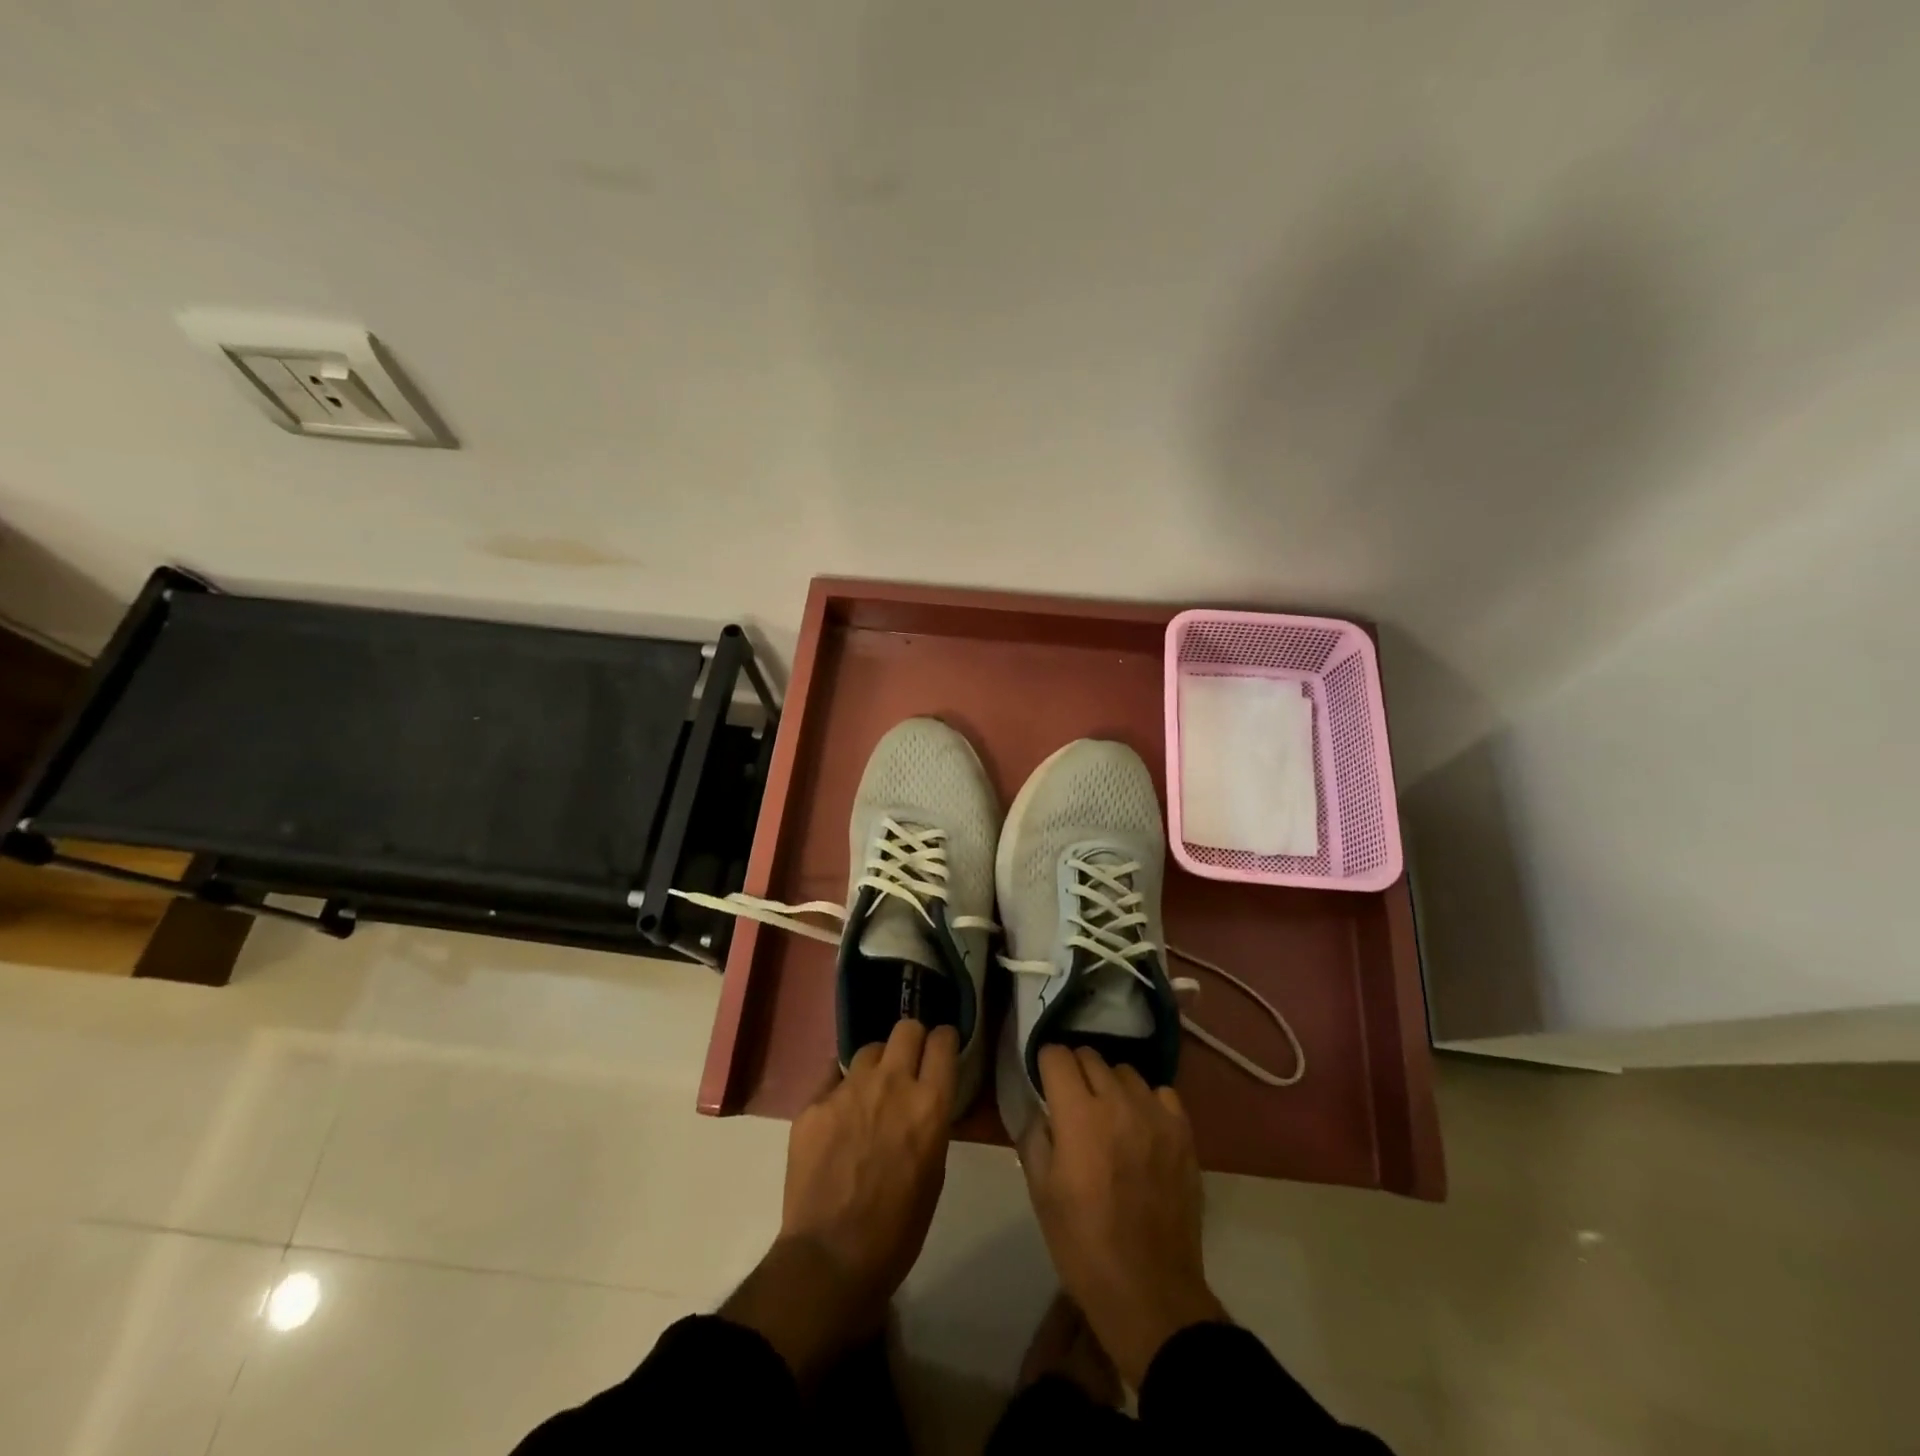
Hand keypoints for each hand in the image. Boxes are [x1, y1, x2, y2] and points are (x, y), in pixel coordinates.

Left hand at [723, 1020, 956, 1381]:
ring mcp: (848, 1089)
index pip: (942, 1041)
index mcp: (928, 1104)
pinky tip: (838, 1116)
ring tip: (869, 1093)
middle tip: (908, 1062)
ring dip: (875, 1066)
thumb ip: (930, 1122)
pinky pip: (831, 1077)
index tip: (942, 1048)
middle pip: (906, 1028)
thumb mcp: (934, 1171)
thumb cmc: (897, 1229)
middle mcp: (891, 1084)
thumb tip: (923, 1101)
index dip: (944, 1040)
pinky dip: (839, 1089)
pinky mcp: (813, 1103)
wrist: (830, 1259)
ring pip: (868, 1050)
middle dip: (911, 1039)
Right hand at [1019, 1046, 1226, 1387]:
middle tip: (1071, 1102)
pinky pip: (1161, 1094)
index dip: (1045, 1065)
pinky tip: (1141, 1128)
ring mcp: (1156, 1115)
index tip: (1044, 1084)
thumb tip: (1038, 1108)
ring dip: (1110, 1085)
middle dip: (1075, 1072)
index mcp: (1078, 1115)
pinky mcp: (1184, 1133)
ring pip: (1125, 1072)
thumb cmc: (1083, 1245)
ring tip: (1108, 1116)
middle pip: (1090, 1057)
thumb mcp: (1040, 1192)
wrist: (1149, 1292)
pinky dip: (1146, 1102)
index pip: (1057, 1055)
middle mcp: (1118, 1102)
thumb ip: (1034, 1136)